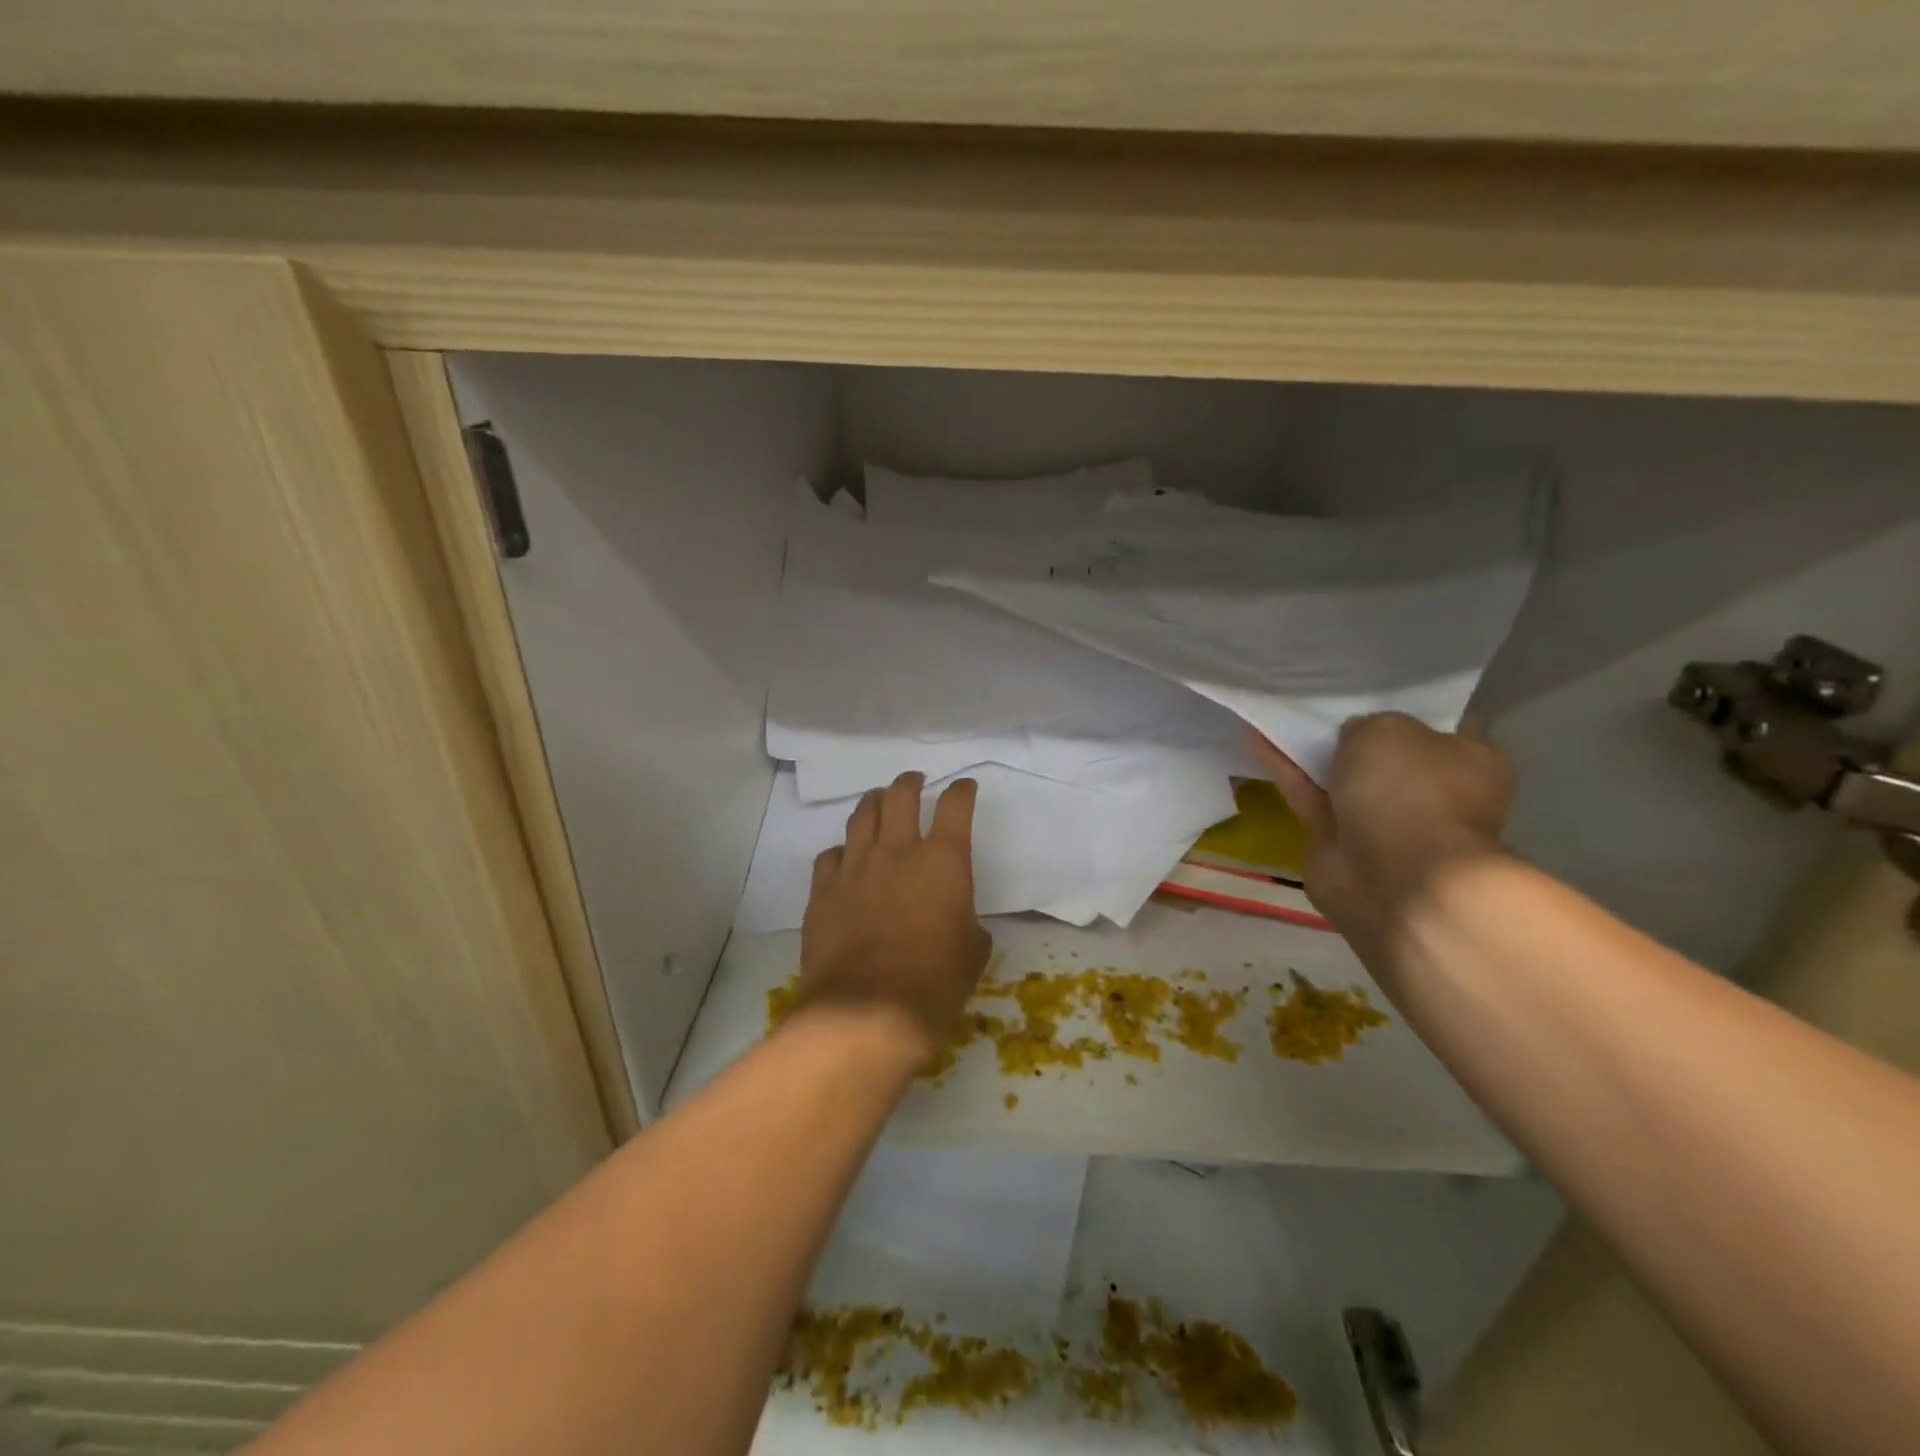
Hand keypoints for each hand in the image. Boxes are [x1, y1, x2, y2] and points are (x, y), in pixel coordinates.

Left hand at [793, 771, 993, 1067]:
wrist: (866, 1013)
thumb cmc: (935, 984)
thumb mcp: (972, 954)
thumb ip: (968, 925)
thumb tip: (961, 924)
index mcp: (943, 860)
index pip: (955, 806)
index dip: (962, 791)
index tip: (964, 787)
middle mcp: (897, 852)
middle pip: (900, 795)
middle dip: (910, 782)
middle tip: (914, 781)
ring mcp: (855, 868)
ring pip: (860, 816)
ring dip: (873, 802)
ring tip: (877, 801)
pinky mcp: (822, 892)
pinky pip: (829, 855)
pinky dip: (841, 850)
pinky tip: (845, 857)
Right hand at [1252, 713, 1513, 960]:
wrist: (1393, 877)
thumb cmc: (1410, 791)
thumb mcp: (1388, 728)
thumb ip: (1366, 724)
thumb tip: (1352, 736)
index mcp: (1470, 761)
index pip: (1439, 725)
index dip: (1404, 706)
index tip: (1367, 689)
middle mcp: (1431, 791)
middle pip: (1383, 753)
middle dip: (1352, 732)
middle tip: (1315, 699)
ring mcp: (1384, 820)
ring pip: (1341, 775)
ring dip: (1310, 750)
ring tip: (1275, 714)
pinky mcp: (1338, 841)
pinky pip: (1309, 795)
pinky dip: (1285, 770)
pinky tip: (1255, 739)